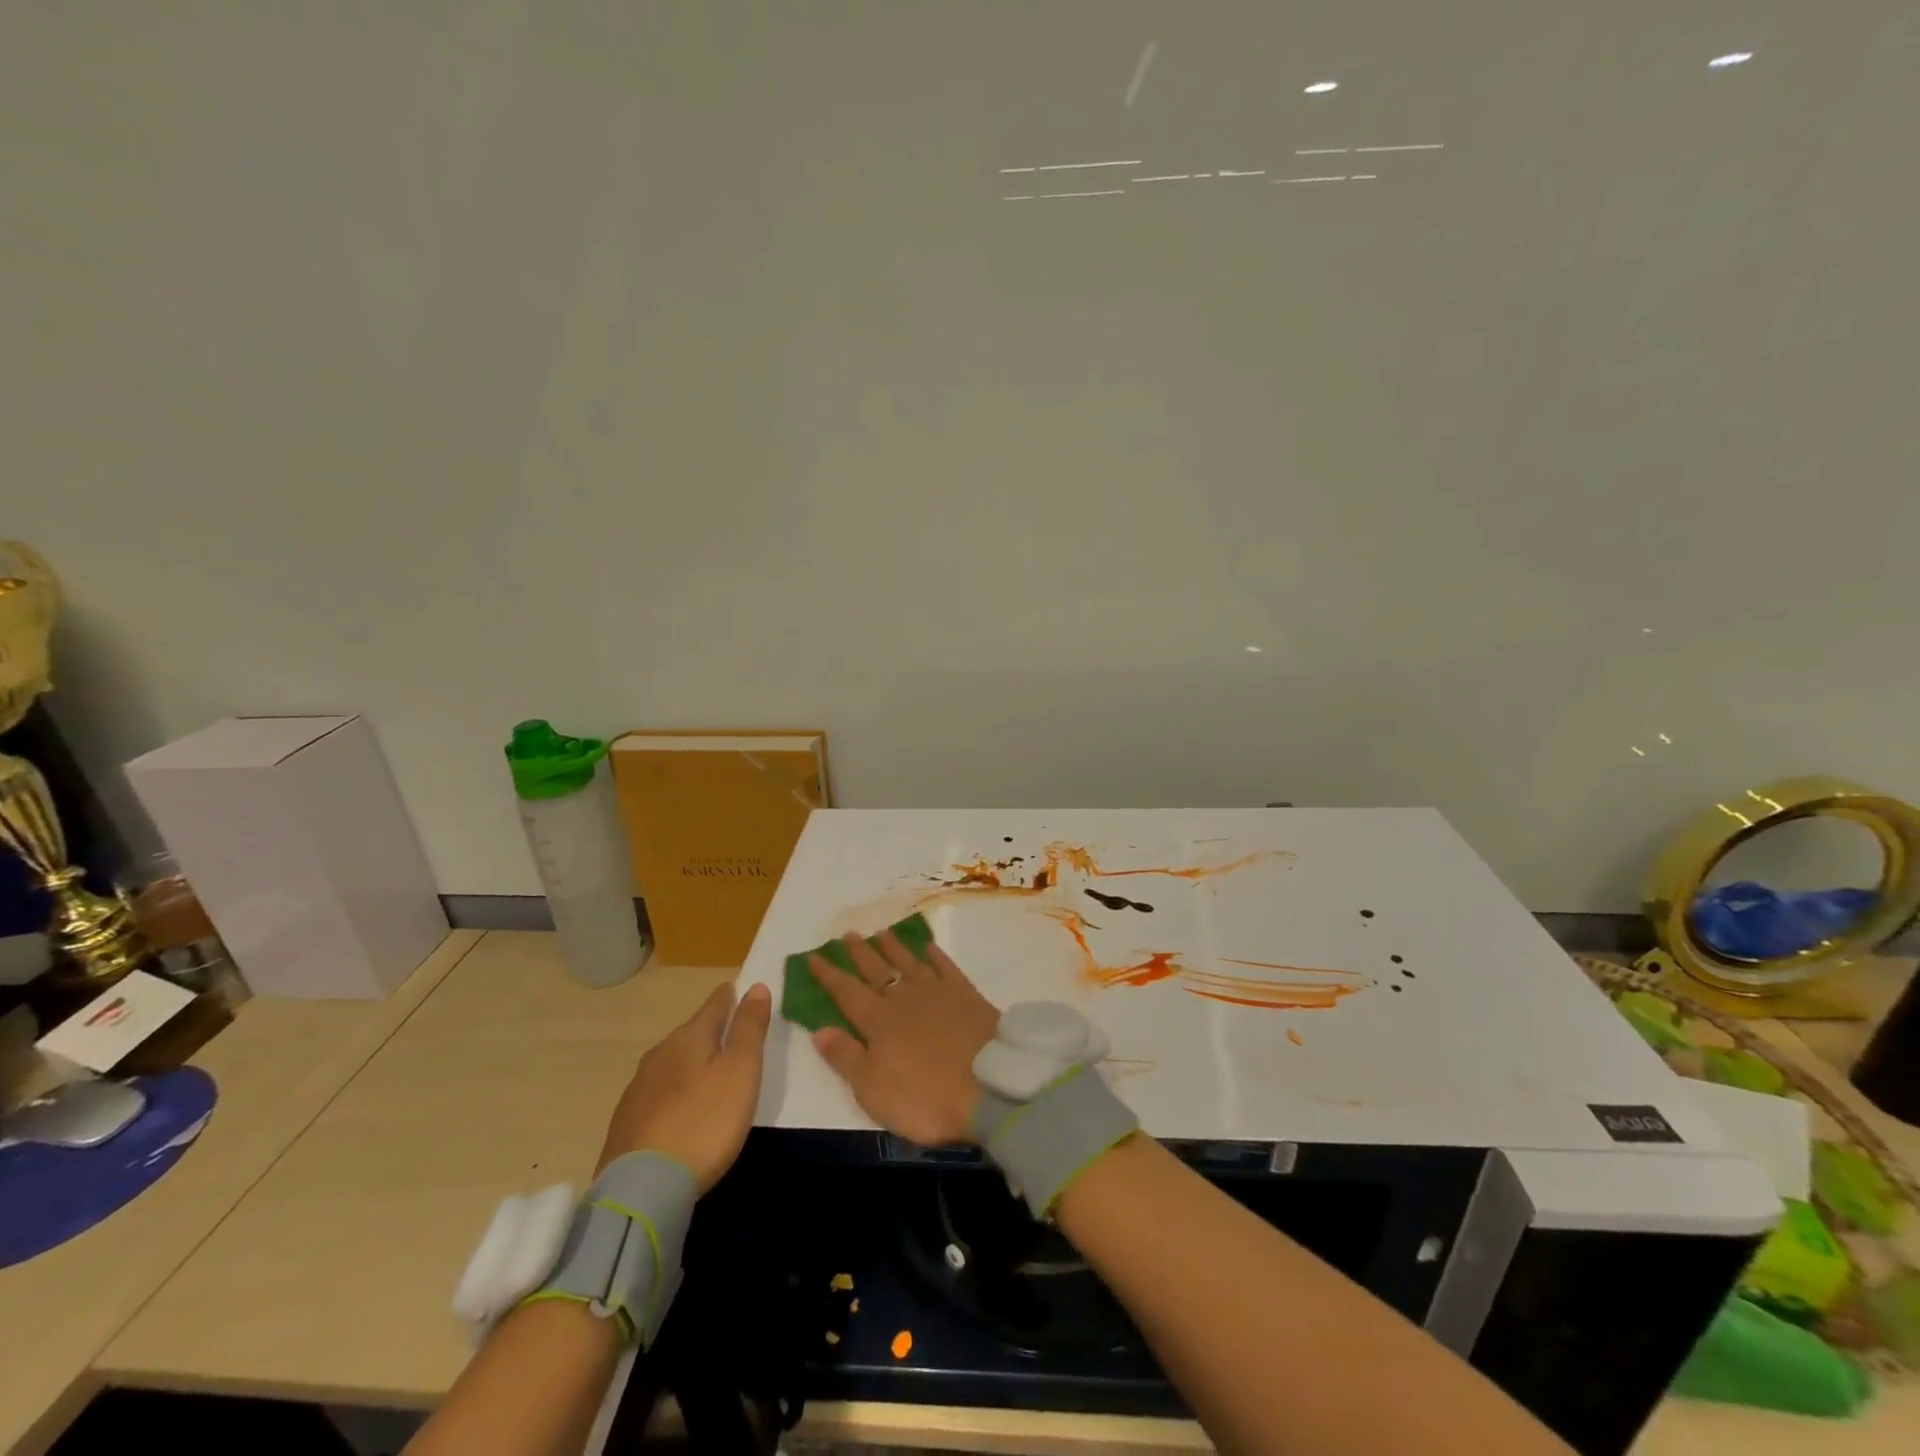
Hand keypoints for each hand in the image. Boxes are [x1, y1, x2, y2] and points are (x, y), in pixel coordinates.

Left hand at [597, 981, 771, 1191]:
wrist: (643, 1188)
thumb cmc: (705, 1120)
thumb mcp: (741, 1070)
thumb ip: (749, 1028)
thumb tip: (755, 986)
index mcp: (689, 1037)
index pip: (714, 1006)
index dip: (729, 996)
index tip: (736, 987)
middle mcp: (660, 1055)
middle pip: (690, 1034)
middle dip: (709, 1030)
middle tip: (729, 1034)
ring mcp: (638, 1089)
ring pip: (672, 1064)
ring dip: (690, 1063)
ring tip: (708, 1072)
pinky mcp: (626, 1123)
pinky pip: (658, 1094)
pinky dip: (674, 1092)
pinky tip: (680, 1109)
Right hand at [809, 930, 1001, 1146]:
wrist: (990, 1086)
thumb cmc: (924, 1096)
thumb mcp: (872, 1089)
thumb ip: (845, 1057)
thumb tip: (819, 1029)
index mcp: (878, 1021)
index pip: (846, 992)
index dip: (828, 974)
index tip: (813, 956)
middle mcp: (905, 998)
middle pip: (877, 970)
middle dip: (860, 953)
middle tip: (848, 934)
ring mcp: (938, 992)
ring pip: (910, 962)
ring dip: (894, 947)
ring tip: (882, 932)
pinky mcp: (967, 995)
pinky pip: (947, 968)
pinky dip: (936, 956)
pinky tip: (929, 948)